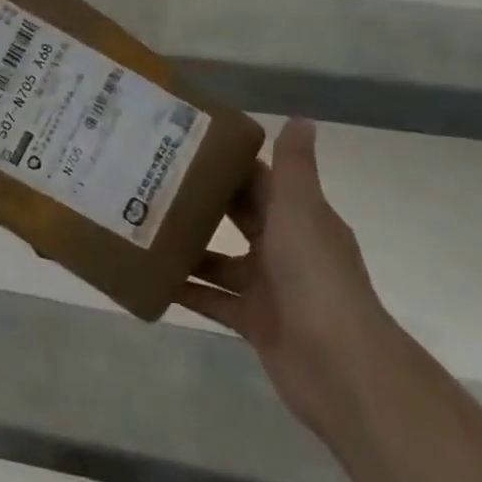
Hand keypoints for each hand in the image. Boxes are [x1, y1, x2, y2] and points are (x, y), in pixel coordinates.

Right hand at [180, 119, 395, 437]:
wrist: (339, 365)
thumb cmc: (315, 274)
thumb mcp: (300, 209)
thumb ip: (294, 166)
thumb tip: (300, 117)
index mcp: (299, 217)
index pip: (260, 180)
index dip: (228, 161)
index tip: (184, 143)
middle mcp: (284, 248)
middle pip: (238, 217)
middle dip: (202, 200)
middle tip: (151, 179)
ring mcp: (269, 288)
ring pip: (220, 259)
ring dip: (189, 245)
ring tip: (143, 224)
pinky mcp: (253, 322)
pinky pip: (212, 300)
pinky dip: (186, 290)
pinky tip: (151, 276)